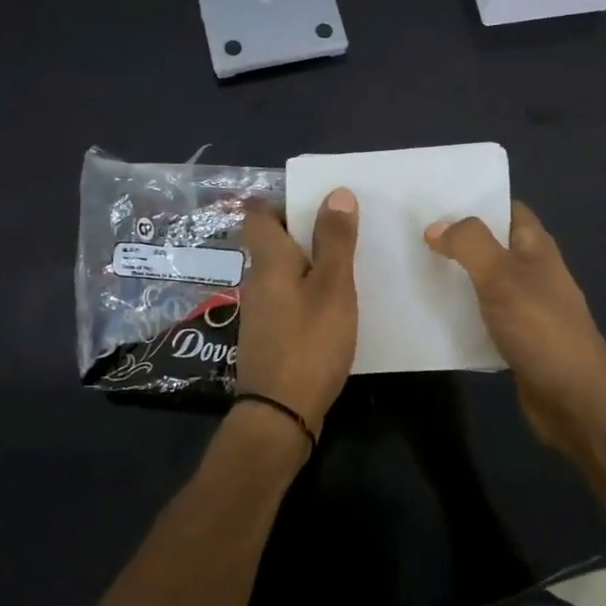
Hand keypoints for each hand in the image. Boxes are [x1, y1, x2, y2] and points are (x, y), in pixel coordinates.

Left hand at [235, 190, 359, 439]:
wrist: (281, 412)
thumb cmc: (309, 341)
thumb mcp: (332, 286)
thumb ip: (335, 240)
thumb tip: (336, 193)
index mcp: (268, 260)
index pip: (259, 215)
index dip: (284, 202)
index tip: (318, 202)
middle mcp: (257, 280)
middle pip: (273, 242)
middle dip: (304, 231)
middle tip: (343, 229)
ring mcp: (261, 310)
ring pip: (283, 271)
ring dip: (309, 262)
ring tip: (348, 263)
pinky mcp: (271, 335)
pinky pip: (289, 297)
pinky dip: (309, 291)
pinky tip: (336, 304)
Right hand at [424, 201, 605, 457]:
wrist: (575, 399)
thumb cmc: (541, 328)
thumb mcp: (501, 275)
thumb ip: (468, 244)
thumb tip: (436, 227)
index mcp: (536, 247)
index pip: (507, 209)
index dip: (476, 200)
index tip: (434, 200)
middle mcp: (533, 272)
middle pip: (492, 245)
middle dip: (457, 239)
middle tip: (411, 234)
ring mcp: (526, 307)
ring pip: (483, 281)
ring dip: (455, 277)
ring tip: (412, 268)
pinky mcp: (516, 339)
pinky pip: (482, 316)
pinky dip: (460, 313)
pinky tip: (431, 315)